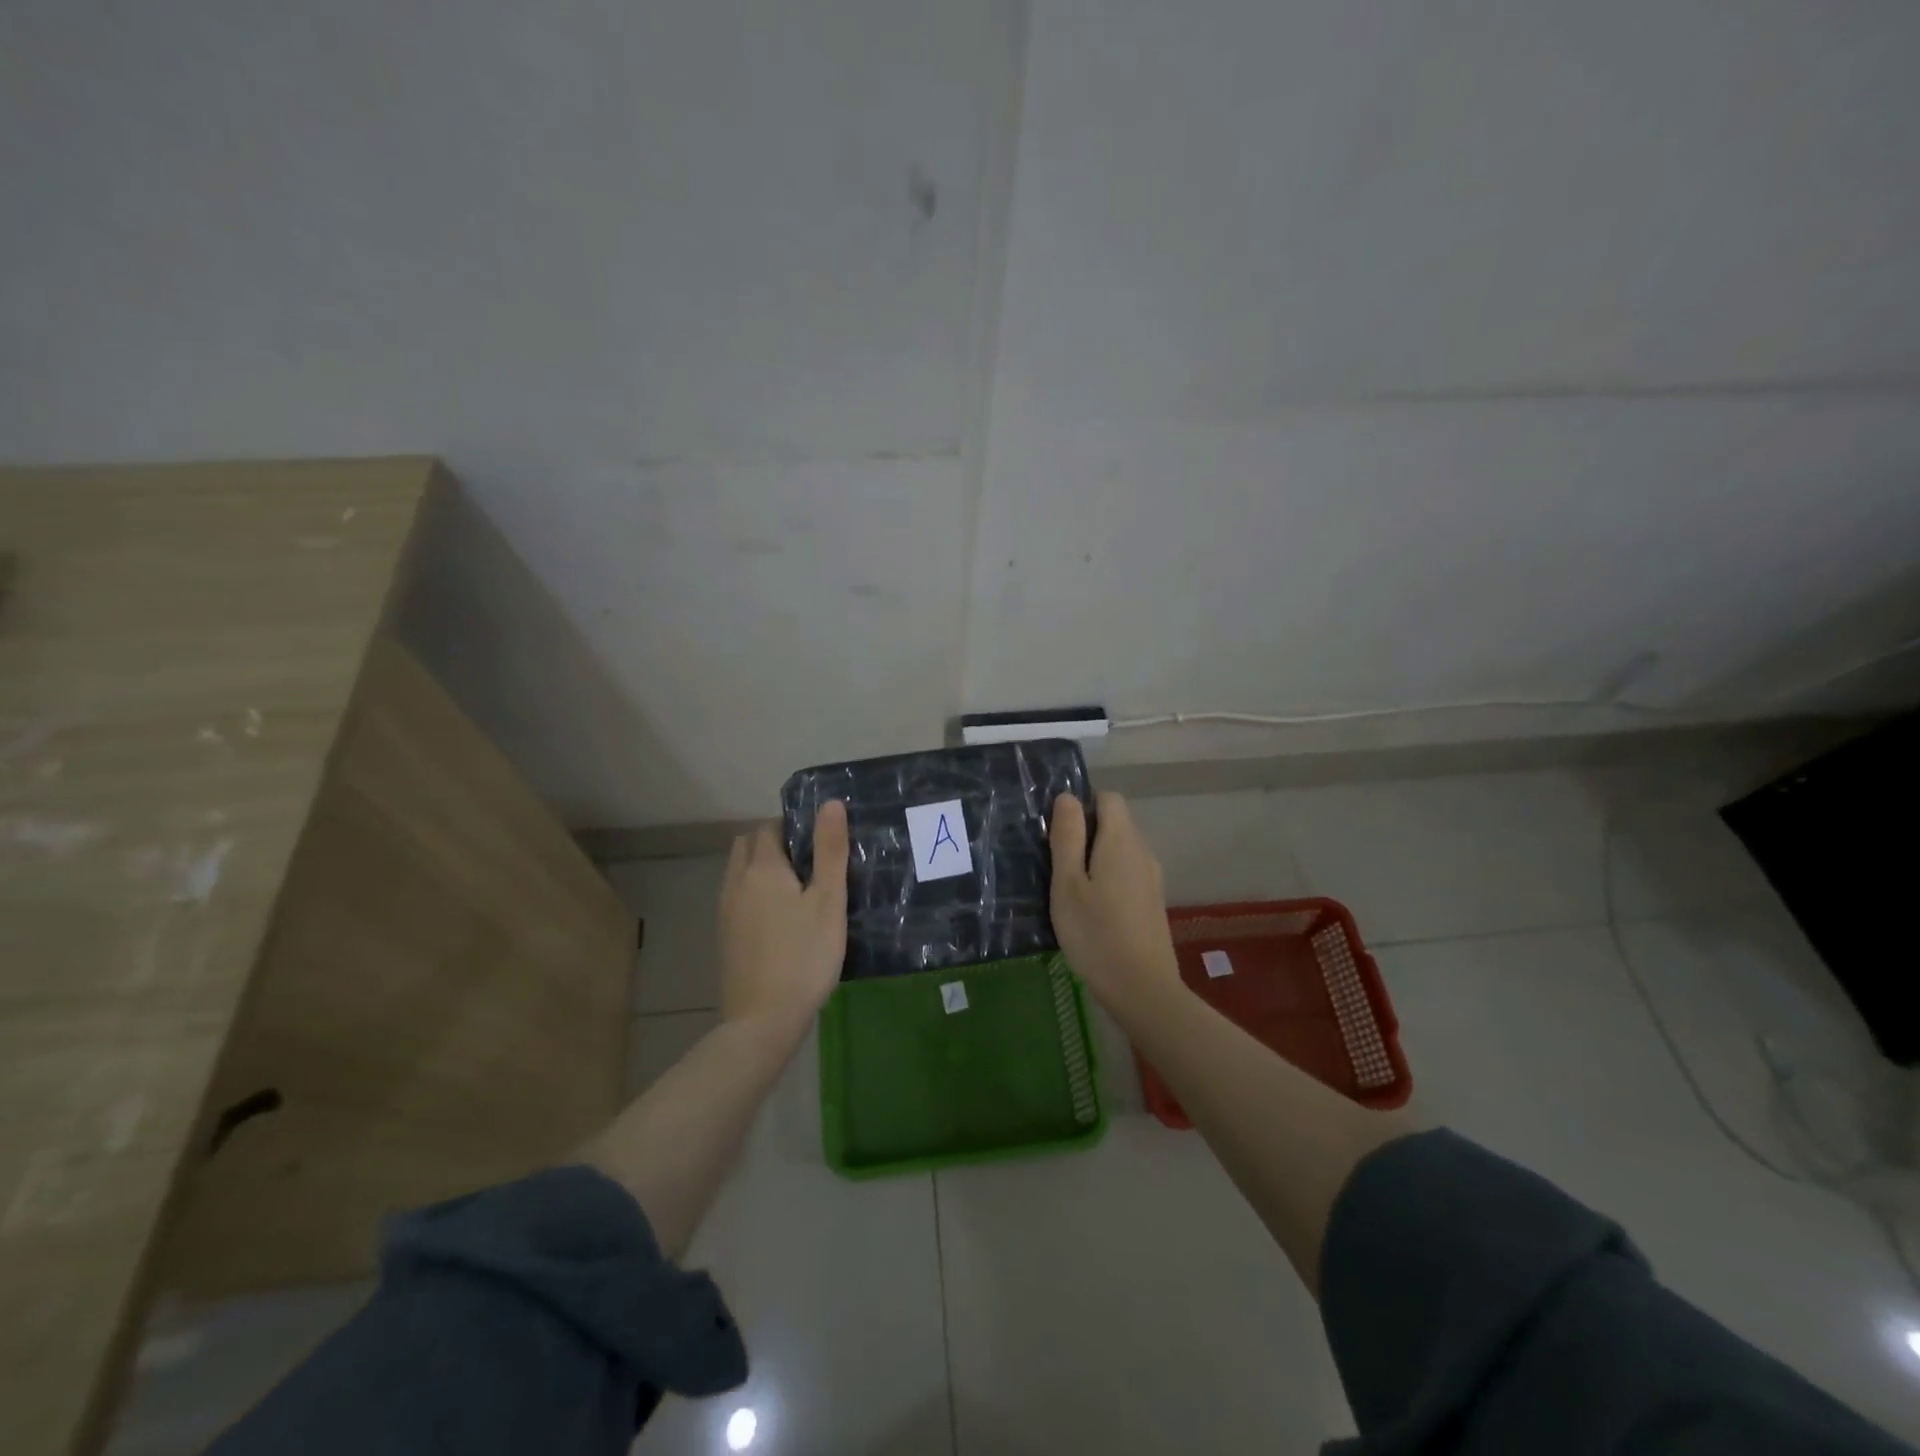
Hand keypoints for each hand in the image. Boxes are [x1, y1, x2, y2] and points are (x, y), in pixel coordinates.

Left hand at [718, 801, 849, 1036]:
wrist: (763, 1019)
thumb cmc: (804, 956)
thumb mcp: (828, 901)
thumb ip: (830, 850)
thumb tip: (830, 803)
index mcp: (763, 869)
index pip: (770, 827)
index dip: (793, 826)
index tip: (819, 841)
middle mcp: (737, 882)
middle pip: (748, 845)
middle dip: (772, 841)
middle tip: (808, 860)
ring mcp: (726, 911)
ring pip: (738, 871)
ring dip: (760, 866)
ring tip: (795, 887)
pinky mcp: (724, 936)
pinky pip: (736, 896)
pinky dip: (753, 891)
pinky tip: (778, 916)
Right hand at [1048, 791, 1181, 1012]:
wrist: (1142, 988)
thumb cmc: (1095, 933)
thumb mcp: (1067, 884)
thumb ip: (1067, 837)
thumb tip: (1067, 797)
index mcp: (1121, 841)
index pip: (1108, 798)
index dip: (1082, 805)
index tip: (1057, 831)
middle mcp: (1142, 851)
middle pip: (1116, 823)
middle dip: (1086, 832)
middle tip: (1056, 863)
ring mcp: (1152, 878)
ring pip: (1122, 849)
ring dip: (1096, 857)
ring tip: (1070, 888)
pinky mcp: (1153, 901)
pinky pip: (1128, 872)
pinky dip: (1109, 877)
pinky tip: (1092, 908)